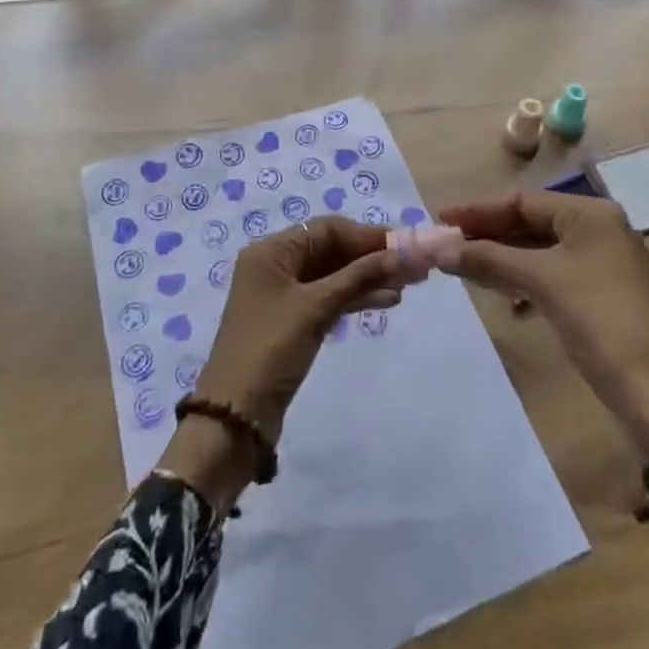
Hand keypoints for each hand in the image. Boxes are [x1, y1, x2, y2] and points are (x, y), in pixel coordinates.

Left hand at [160, 218, 403, 510]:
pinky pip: (329, 299)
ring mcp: (284, 296)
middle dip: (371, 257)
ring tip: (409, 286)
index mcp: (271, 251)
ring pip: (333, 276)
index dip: (367, 236)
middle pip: (331, 251)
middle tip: (414, 267)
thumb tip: (402, 254)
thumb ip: (359, 277)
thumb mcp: (316, 308)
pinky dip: (355, 299)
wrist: (234, 419)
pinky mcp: (293, 323)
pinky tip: (386, 301)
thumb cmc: (270, 350)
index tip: (406, 244)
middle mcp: (276, 266)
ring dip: (368, 279)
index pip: (327, 230)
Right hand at [440, 191, 648, 460]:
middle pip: (532, 223)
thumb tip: (438, 248)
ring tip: (466, 269)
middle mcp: (600, 229)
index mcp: (591, 214)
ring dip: (504, 259)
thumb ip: (488, 259)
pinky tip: (506, 299)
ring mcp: (604, 263)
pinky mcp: (602, 294)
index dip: (479, 212)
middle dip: (490, 236)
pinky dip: (525, 280)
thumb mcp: (540, 282)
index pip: (524, 201)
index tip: (441, 221)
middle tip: (448, 246)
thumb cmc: (598, 322)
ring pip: (541, 250)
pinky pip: (553, 273)